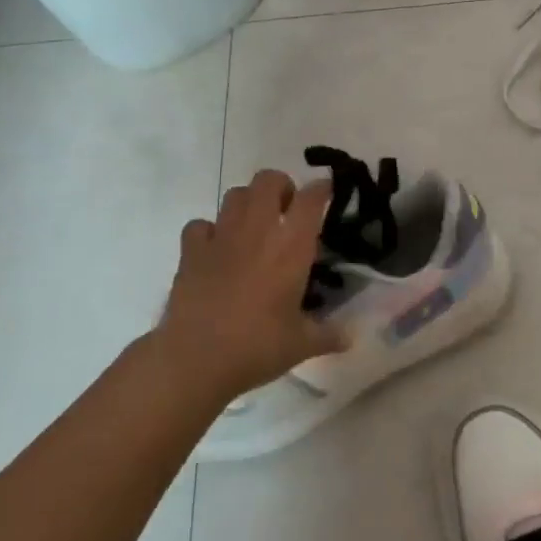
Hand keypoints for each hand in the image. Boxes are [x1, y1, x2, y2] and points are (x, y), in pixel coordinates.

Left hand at [155, 169, 347, 405]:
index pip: (311, 198)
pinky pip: (200, 225)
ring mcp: (221, 237)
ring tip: (254, 226)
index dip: (322, 189)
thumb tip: (350, 337)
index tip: (327, 193)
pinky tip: (215, 250)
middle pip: (269, 180)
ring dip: (248, 202)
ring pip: (235, 194)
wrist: (195, 360)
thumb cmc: (256, 347)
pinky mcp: (191, 251)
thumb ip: (328, 335)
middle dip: (281, 186)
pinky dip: (209, 231)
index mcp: (291, 246)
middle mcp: (257, 230)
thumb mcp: (301, 344)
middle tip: (287, 211)